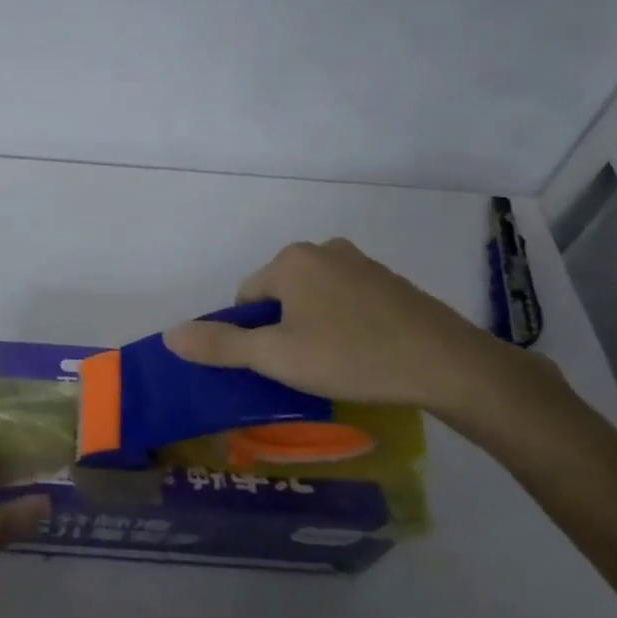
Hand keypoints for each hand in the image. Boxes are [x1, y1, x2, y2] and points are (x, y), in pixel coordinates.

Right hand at [161, 238, 510, 414]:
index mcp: (291, 260)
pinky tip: (362, 354)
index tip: (277, 365)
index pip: (246, 298)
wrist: (446, 364)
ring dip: (313, 327)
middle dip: (283, 329)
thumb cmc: (350, 356)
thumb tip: (170, 335)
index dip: (253, 336)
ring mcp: (361, 263)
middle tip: (304, 368)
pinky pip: (347, 302)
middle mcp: (323, 249)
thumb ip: (220, 345)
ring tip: (334, 364)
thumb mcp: (276, 357)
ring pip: (314, 299)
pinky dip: (344, 325)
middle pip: (280, 295)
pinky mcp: (391, 282)